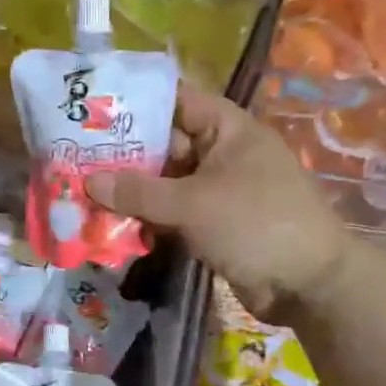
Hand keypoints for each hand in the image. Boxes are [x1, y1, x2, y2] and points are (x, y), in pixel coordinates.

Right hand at [85, 85, 357, 322]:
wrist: (309, 285)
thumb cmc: (256, 224)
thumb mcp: (192, 204)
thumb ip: (139, 192)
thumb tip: (89, 181)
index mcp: (227, 129)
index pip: (176, 101)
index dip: (137, 103)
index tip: (93, 110)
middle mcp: (222, 153)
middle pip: (165, 143)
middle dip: (124, 154)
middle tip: (76, 159)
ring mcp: (219, 189)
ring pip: (166, 181)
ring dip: (132, 191)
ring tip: (85, 193)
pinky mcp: (214, 222)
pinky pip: (174, 211)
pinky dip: (148, 217)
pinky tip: (113, 225)